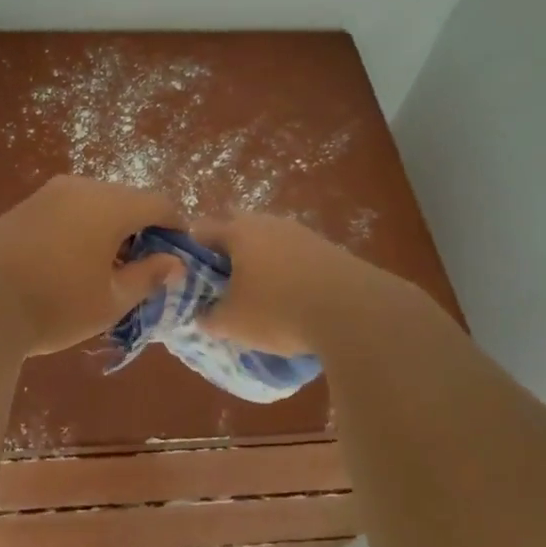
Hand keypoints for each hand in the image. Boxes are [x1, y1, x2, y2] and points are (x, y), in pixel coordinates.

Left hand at [0, 176, 184, 354]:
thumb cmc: (56, 304)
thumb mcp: (111, 300)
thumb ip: (148, 276)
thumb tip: (175, 263)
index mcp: (109, 204)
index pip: (159, 204)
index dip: (176, 228)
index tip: (179, 256)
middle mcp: (80, 187)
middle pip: (125, 200)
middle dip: (141, 229)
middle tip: (142, 268)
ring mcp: (47, 194)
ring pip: (93, 204)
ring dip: (109, 229)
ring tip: (105, 269)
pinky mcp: (22, 207)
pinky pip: (66, 210)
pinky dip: (80, 228)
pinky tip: (70, 263)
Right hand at [189, 213, 360, 355]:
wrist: (354, 312)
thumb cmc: (279, 310)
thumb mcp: (232, 323)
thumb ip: (209, 317)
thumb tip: (202, 315)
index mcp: (238, 232)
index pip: (201, 230)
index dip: (191, 253)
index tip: (191, 279)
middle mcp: (268, 223)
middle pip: (238, 230)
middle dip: (229, 254)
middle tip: (225, 286)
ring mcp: (302, 233)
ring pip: (270, 242)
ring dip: (262, 262)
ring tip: (261, 296)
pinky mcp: (329, 250)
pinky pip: (297, 256)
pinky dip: (289, 273)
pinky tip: (294, 300)